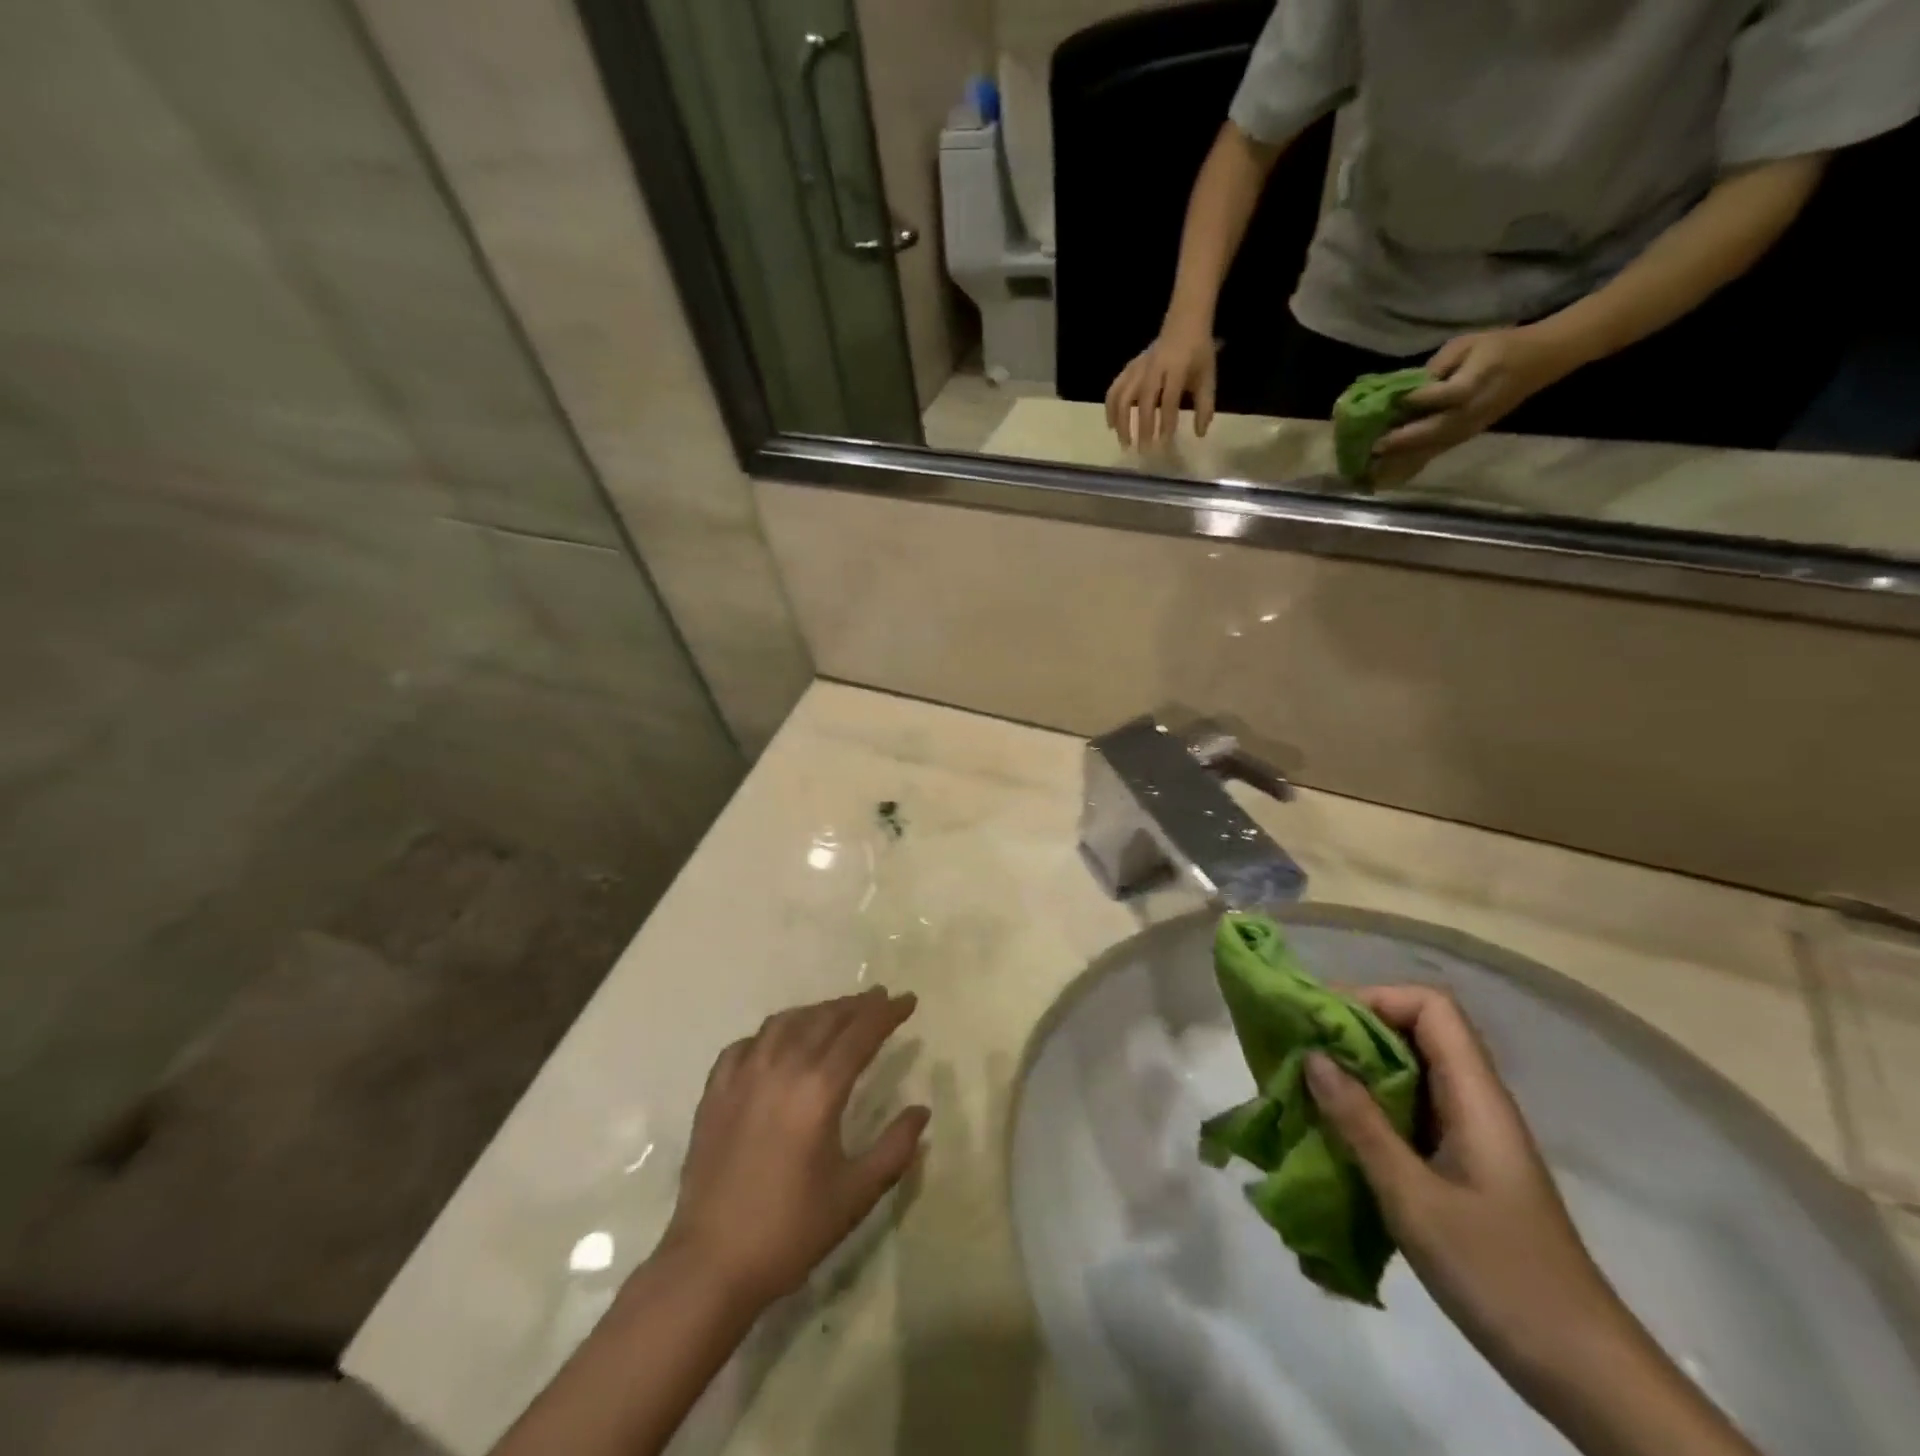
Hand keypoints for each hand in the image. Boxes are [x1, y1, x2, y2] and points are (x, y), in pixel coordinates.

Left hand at [661, 988, 927, 1310]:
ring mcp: (743, 1076)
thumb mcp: (855, 1194)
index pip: (861, 1033)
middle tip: (880, 999)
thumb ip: (894, 1148)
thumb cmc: (790, 1231)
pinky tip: (778, 1042)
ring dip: (817, 1011)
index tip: (908, 1000)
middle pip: (825, 1019)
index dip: (887, 1013)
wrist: (710, 1265)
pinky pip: (747, 1044)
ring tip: (836, 1012)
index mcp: (818, 1090)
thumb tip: (921, 1111)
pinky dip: (771, 1033)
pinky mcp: (715, 1092)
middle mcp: (781, 1068)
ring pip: (785, 1023)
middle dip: (857, 1005)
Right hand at [1105, 319, 1217, 447]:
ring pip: (1123, 395)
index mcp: (1176, 368)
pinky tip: (1112, 425)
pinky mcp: (1129, 369)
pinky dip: (1110, 408)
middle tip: (1143, 450)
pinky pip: (1114, 389)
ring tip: (1124, 442)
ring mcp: (1138, 367)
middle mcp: (1154, 368)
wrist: (1184, 323)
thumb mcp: (1207, 377)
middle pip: (1143, 400)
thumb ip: (1204, 405)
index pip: (1169, 398)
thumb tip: (1199, 433)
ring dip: (1121, 421)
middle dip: (1142, 427)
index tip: (1165, 442)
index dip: (1167, 421)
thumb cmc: (1198, 354)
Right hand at [1303, 986, 1622, 1377]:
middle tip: (1302, 1050)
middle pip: (1417, 1032)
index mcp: (1476, 1097)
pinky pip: (1411, 1113)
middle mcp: (1476, 1103)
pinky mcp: (1463, 1168)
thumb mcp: (1414, 1198)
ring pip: (1411, 1074)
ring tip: (1307, 1086)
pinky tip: (1338, 1133)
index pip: (1431, 1007)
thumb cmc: (1500, 1275)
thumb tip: (1313, 1056)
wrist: (1584, 1373)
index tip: (1324, 1021)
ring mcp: (1472, 1137)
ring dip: (1358, 1071)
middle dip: (1356, 1031)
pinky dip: (1371, 1109)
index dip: (1377, 998)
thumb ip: (1361, 1123)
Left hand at [1370, 326, 1578, 484]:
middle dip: (1403, 439)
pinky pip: (1437, 452)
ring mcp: (1470, 427)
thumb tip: (1404, 389)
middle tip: (1373, 445)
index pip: (1447, 394)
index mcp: (1476, 381)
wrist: (1539, 360)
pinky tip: (1388, 469)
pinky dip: (1413, 461)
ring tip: (1375, 461)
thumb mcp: (1466, 344)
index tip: (1394, 401)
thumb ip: (1437, 366)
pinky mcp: (1466, 437)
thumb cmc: (1498, 346)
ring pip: (1434, 446)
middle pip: (1436, 429)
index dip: (1421, 398)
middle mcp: (1473, 411)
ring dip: (1404, 455)